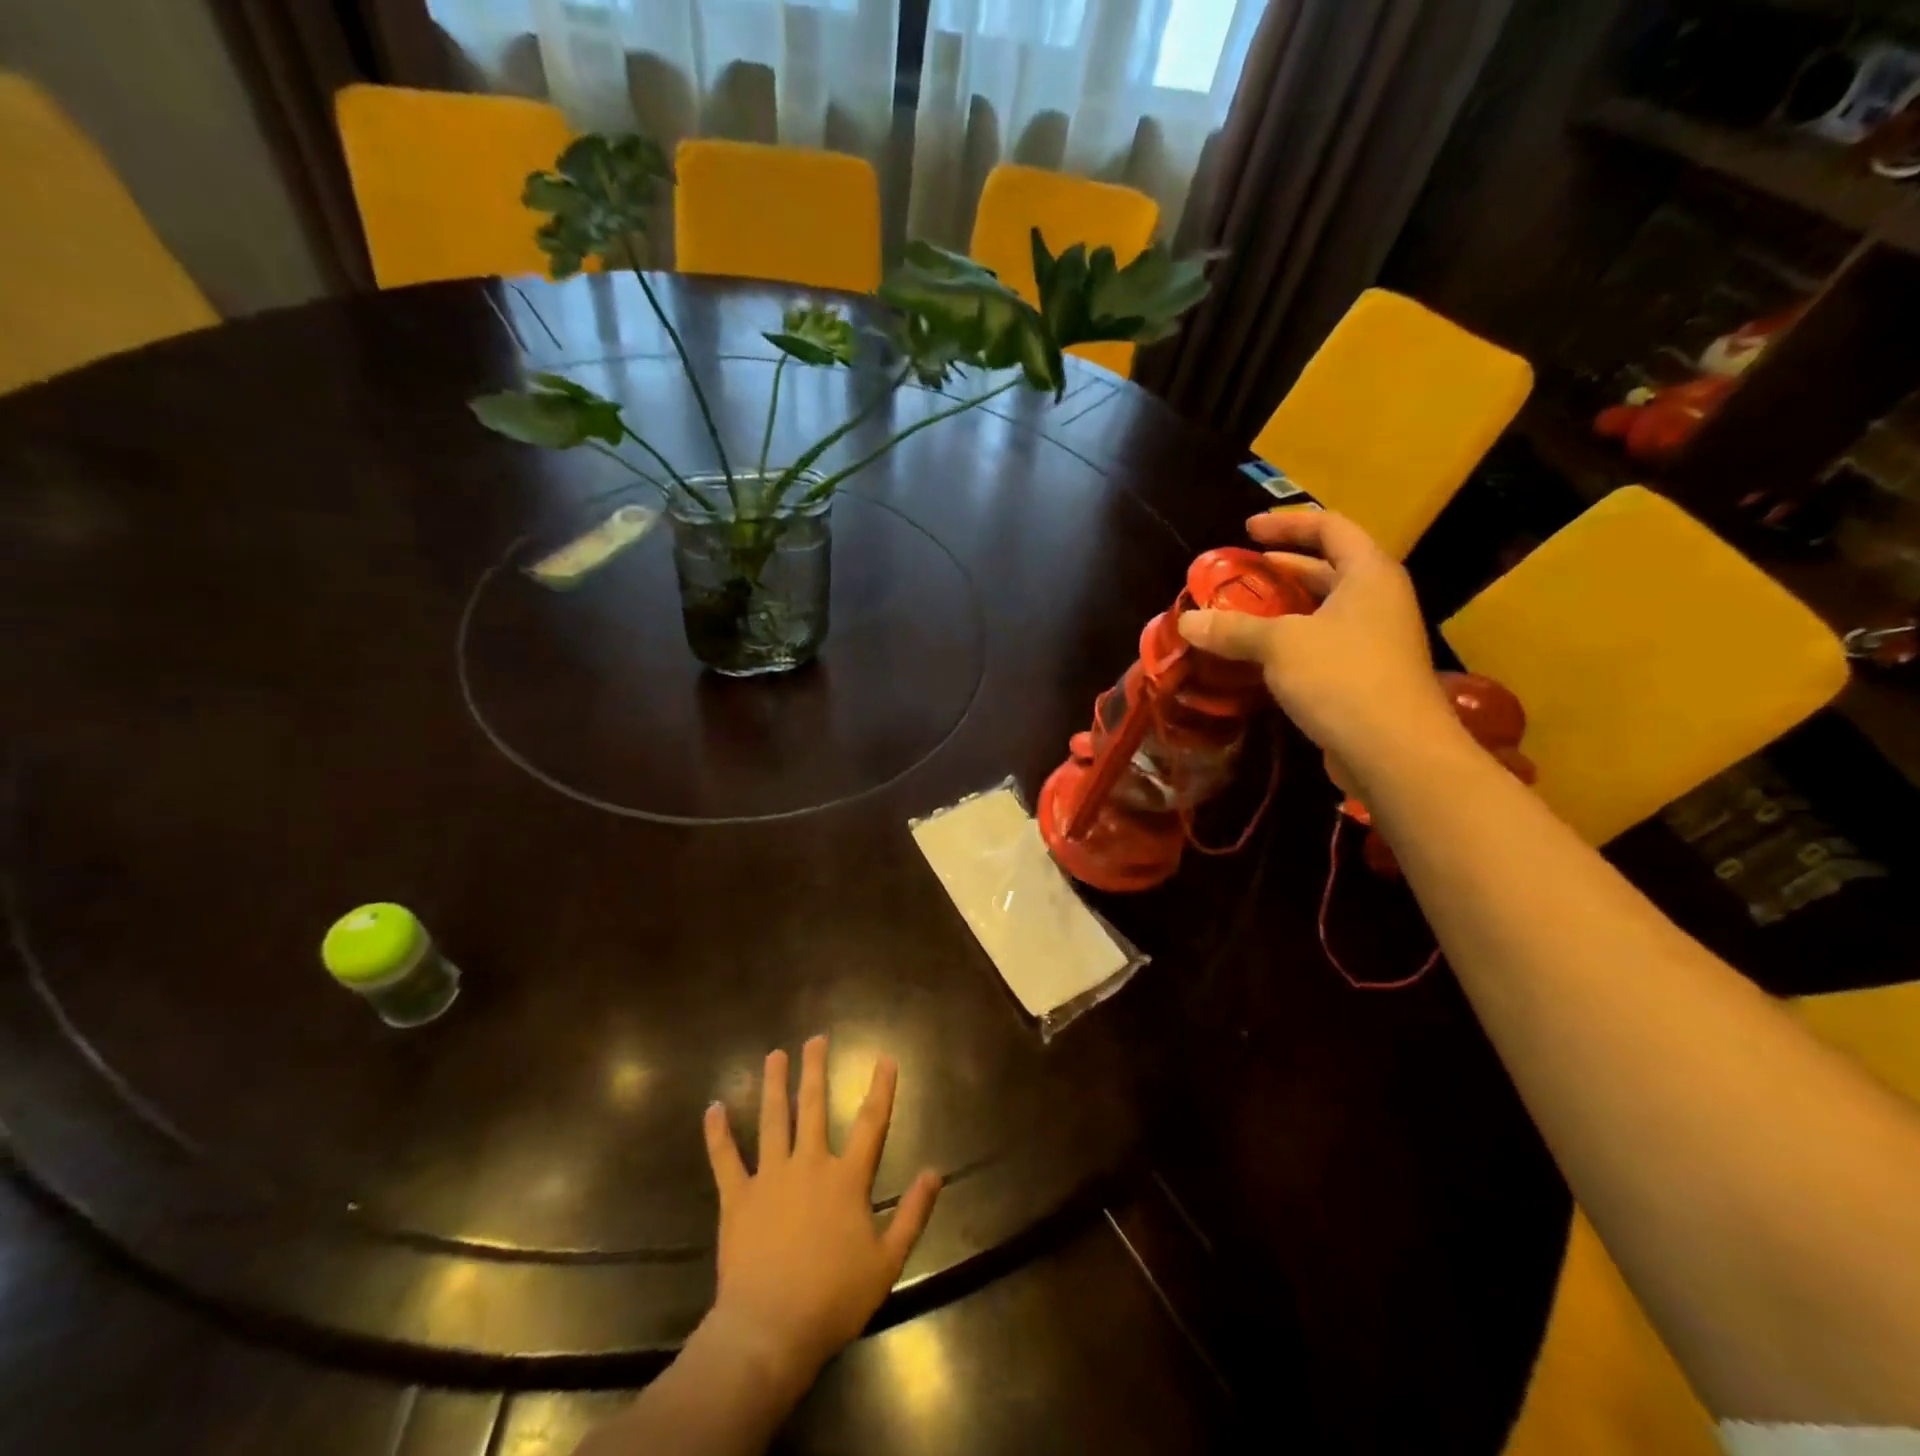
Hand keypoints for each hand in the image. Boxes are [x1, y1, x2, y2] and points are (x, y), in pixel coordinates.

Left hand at [700, 1037, 941, 1385]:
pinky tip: (713, 1108)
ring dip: (773, 1085)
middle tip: (815, 1039)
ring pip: (772, 1120)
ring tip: (774, 1055)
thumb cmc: (834, 1299)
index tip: (885, 1058)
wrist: (770, 1330)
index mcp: (847, 1179)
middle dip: (815, 1070)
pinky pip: (725, 1159)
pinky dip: (718, 1134)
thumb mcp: (887, 1262)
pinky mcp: (737, 1198)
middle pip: (813, 1107)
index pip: (870, 1123)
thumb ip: (912, 1214)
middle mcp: (809, 1165)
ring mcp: (770, 1177)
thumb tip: (936, 1172)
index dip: (880, 1089)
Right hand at [1178, 509, 1458, 774]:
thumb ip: (1233, 629)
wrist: (1394, 750)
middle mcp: (1378, 599)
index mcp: (1368, 574)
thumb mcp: (1280, 644)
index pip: (1329, 528)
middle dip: (1281, 568)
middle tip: (1238, 573)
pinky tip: (1259, 656)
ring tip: (1240, 612)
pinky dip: (1291, 641)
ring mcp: (1376, 639)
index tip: (1247, 530)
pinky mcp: (1366, 675)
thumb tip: (1186, 622)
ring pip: (1323, 609)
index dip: (1287, 524)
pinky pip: (1323, 643)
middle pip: (1328, 568)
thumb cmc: (1342, 677)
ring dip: (1283, 608)